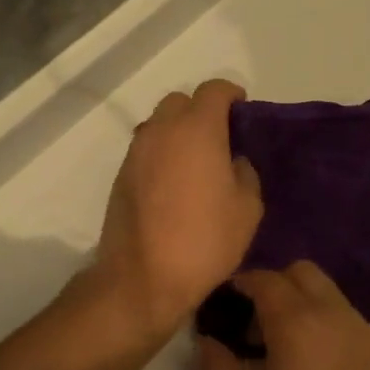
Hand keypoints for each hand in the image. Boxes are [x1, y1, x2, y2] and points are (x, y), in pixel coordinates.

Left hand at [93, 79, 262, 340]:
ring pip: (160, 125)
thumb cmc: (205, 240)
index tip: (243, 112)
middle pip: (181, 102)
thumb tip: (233, 162)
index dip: (231, 95)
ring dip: (179, 133)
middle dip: (202, 111)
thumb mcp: (248, 208)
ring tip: (197, 163)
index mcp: (197, 129)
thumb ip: (245, 173)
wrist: (142, 280)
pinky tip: (176, 185)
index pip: (214, 90)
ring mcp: (136, 152)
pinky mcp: (121, 176)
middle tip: (220, 139)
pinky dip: (163, 155)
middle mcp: (162, 130)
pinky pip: (147, 150)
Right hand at [197, 262, 369, 369]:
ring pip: (328, 293)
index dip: (240, 285)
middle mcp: (335, 313)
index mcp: (298, 322)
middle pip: (301, 273)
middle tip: (254, 331)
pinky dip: (326, 327)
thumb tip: (208, 341)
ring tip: (286, 356)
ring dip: (301, 306)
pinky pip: (348, 319)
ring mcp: (365, 330)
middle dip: (273, 287)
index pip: (264, 278)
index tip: (223, 308)